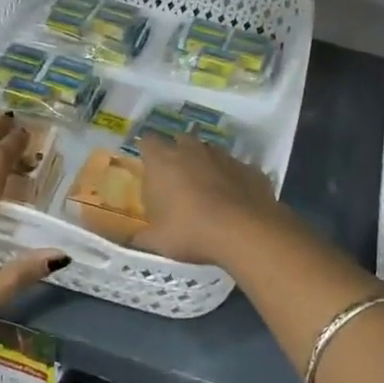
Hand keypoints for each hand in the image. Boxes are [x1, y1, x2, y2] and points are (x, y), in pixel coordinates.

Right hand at [136, 133, 287, 267]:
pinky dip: (232, 180)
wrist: (245, 232)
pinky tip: (233, 201)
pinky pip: (235, 169)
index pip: (147, 141)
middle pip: (180, 141)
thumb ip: (141, 236)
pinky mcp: (249, 168)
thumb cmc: (190, 231)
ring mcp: (224, 156)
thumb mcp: (157, 241)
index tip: (148, 167)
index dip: (147, 152)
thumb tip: (133, 238)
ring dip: (206, 166)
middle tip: (176, 180)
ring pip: (210, 152)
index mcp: (163, 161)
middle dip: (177, 155)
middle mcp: (192, 150)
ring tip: (206, 192)